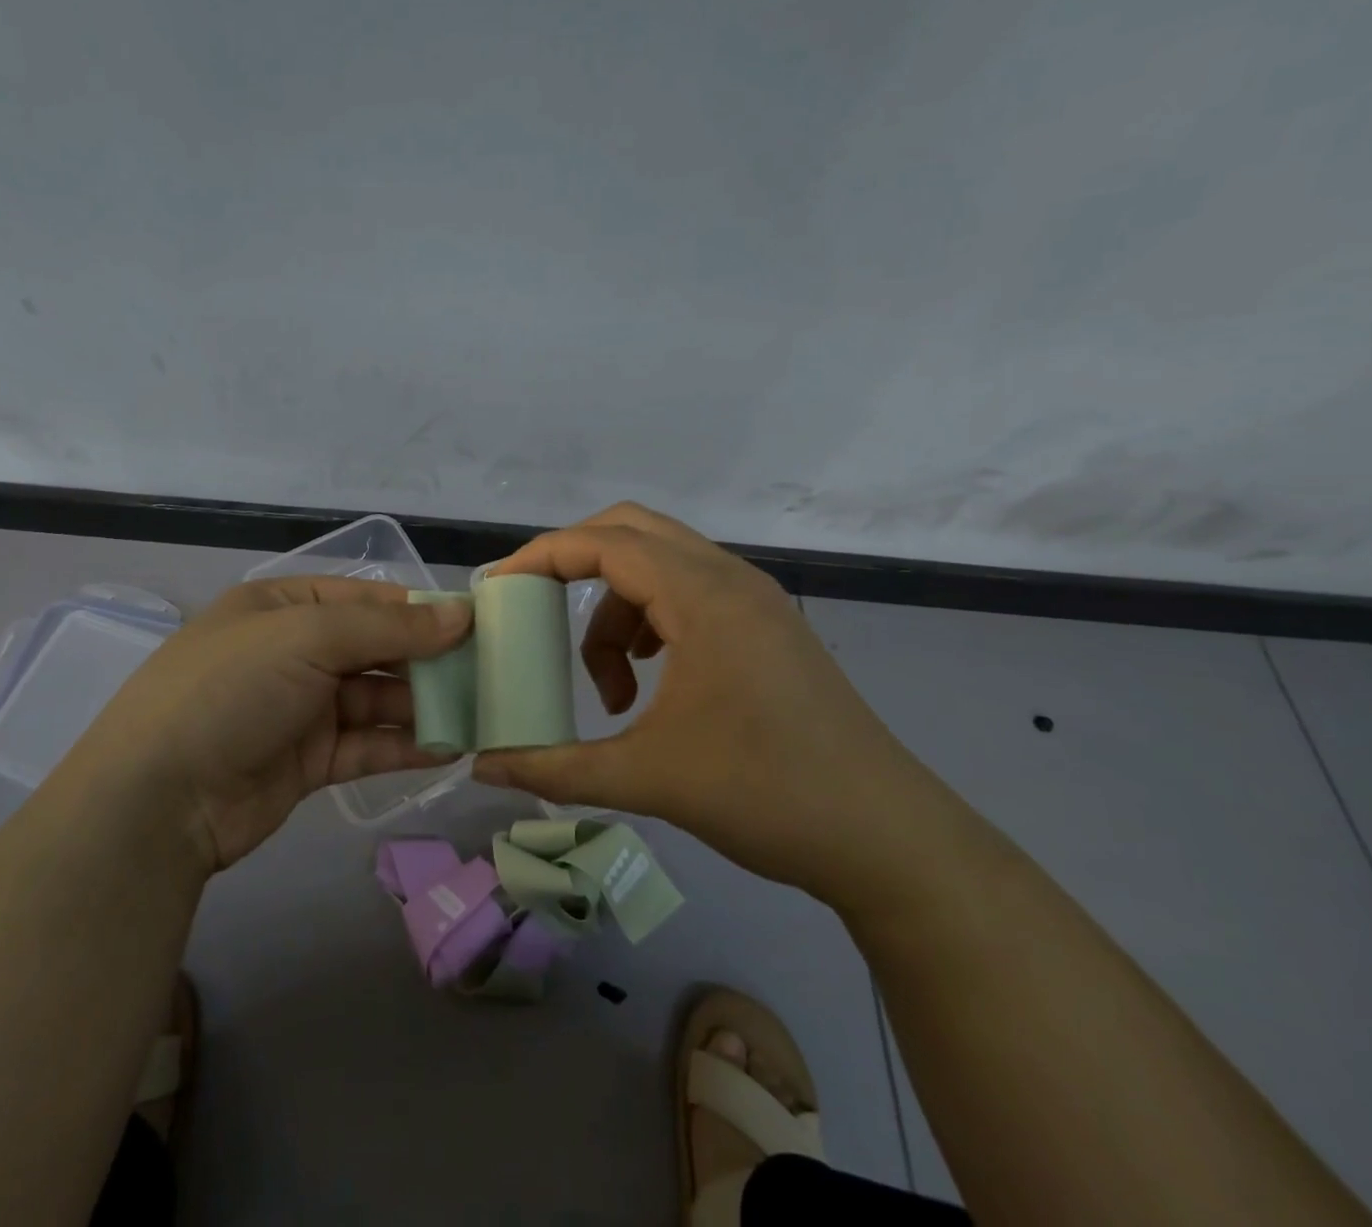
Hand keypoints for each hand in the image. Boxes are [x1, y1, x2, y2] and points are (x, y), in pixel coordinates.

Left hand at [71, 576, 471, 872]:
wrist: (157, 799)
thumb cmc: (232, 689)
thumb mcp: (307, 637)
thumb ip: (389, 628)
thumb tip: (461, 614)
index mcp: (284, 605)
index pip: (366, 598)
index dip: (420, 609)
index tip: (476, 624)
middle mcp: (294, 651)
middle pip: (376, 649)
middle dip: (428, 660)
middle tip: (488, 673)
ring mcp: (300, 707)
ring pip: (377, 699)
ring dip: (424, 706)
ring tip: (479, 713)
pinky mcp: (308, 760)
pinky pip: (367, 745)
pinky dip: (404, 746)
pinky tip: (449, 750)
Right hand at [471, 504, 963, 909]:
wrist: (888, 840)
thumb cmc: (766, 795)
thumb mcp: (648, 779)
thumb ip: (555, 768)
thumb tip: (483, 766)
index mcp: (702, 596)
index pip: (603, 542)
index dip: (541, 556)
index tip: (498, 588)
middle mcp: (730, 579)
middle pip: (631, 531)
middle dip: (574, 564)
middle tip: (536, 609)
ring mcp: (755, 600)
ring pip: (660, 566)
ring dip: (617, 609)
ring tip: (612, 685)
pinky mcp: (768, 627)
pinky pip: (689, 592)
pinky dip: (651, 620)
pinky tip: (651, 681)